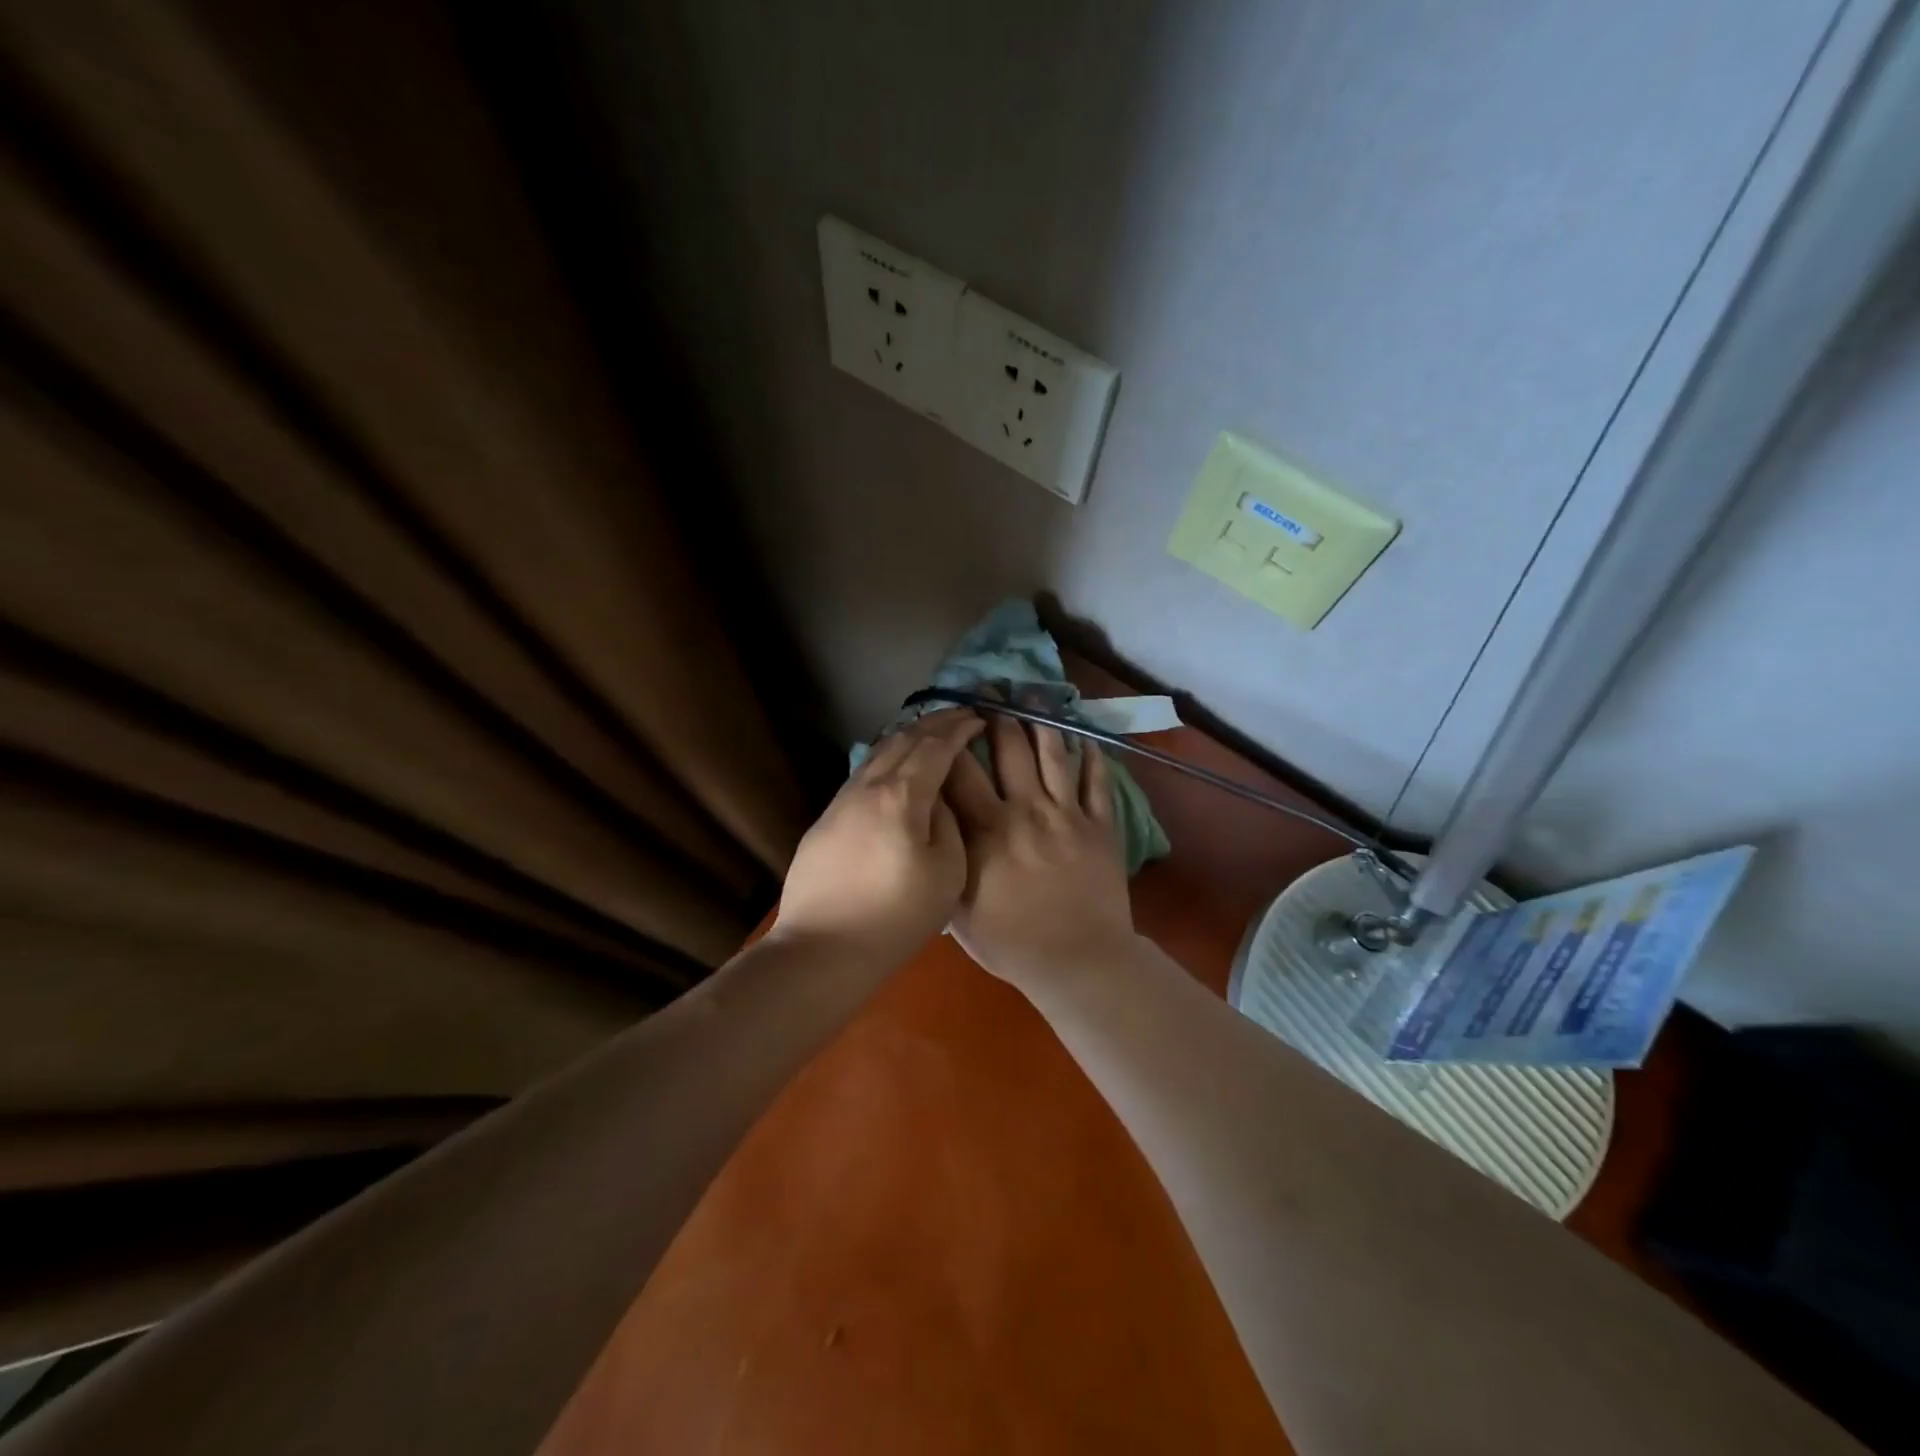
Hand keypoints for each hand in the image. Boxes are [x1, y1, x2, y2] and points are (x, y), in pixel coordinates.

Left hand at [771, 709, 985, 965]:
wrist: (822, 948)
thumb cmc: (895, 916)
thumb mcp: (947, 873)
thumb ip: (948, 824)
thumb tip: (939, 799)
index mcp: (902, 796)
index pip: (935, 746)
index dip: (959, 728)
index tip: (979, 718)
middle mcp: (868, 786)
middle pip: (903, 739)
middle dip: (935, 722)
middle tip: (960, 715)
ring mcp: (841, 800)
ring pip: (878, 752)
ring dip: (907, 737)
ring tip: (929, 734)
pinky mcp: (825, 819)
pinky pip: (863, 773)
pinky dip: (887, 758)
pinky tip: (895, 768)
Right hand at [942, 713, 1136, 993]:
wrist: (1078, 962)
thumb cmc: (1011, 942)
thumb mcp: (958, 910)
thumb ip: (945, 862)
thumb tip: (929, 827)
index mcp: (987, 829)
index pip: (961, 771)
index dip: (951, 740)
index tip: (945, 718)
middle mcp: (1026, 809)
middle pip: (1010, 749)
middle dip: (997, 716)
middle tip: (991, 691)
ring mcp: (1067, 814)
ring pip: (1054, 754)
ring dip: (1042, 723)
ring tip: (1034, 697)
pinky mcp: (1101, 825)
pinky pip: (1097, 782)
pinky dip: (1092, 758)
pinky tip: (1085, 739)